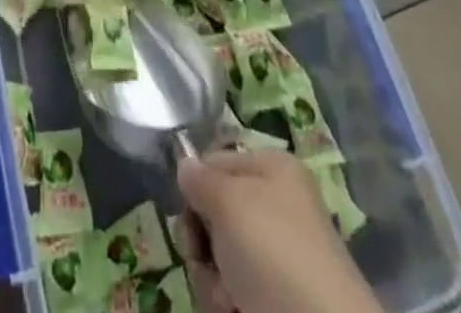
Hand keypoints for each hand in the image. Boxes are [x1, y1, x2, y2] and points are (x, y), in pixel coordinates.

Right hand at [176, 150, 383, 312]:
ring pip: (219, 258)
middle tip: (205, 259)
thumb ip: (199, 180)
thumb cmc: (275, 254)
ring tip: (229, 300)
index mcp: (272, 170)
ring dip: (212, 280)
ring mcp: (275, 258)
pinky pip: (233, 292)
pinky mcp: (273, 301)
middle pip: (214, 214)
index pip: (214, 162)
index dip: (196, 187)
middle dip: (202, 242)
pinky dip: (227, 304)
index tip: (189, 213)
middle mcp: (274, 208)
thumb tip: (185, 165)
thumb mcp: (229, 202)